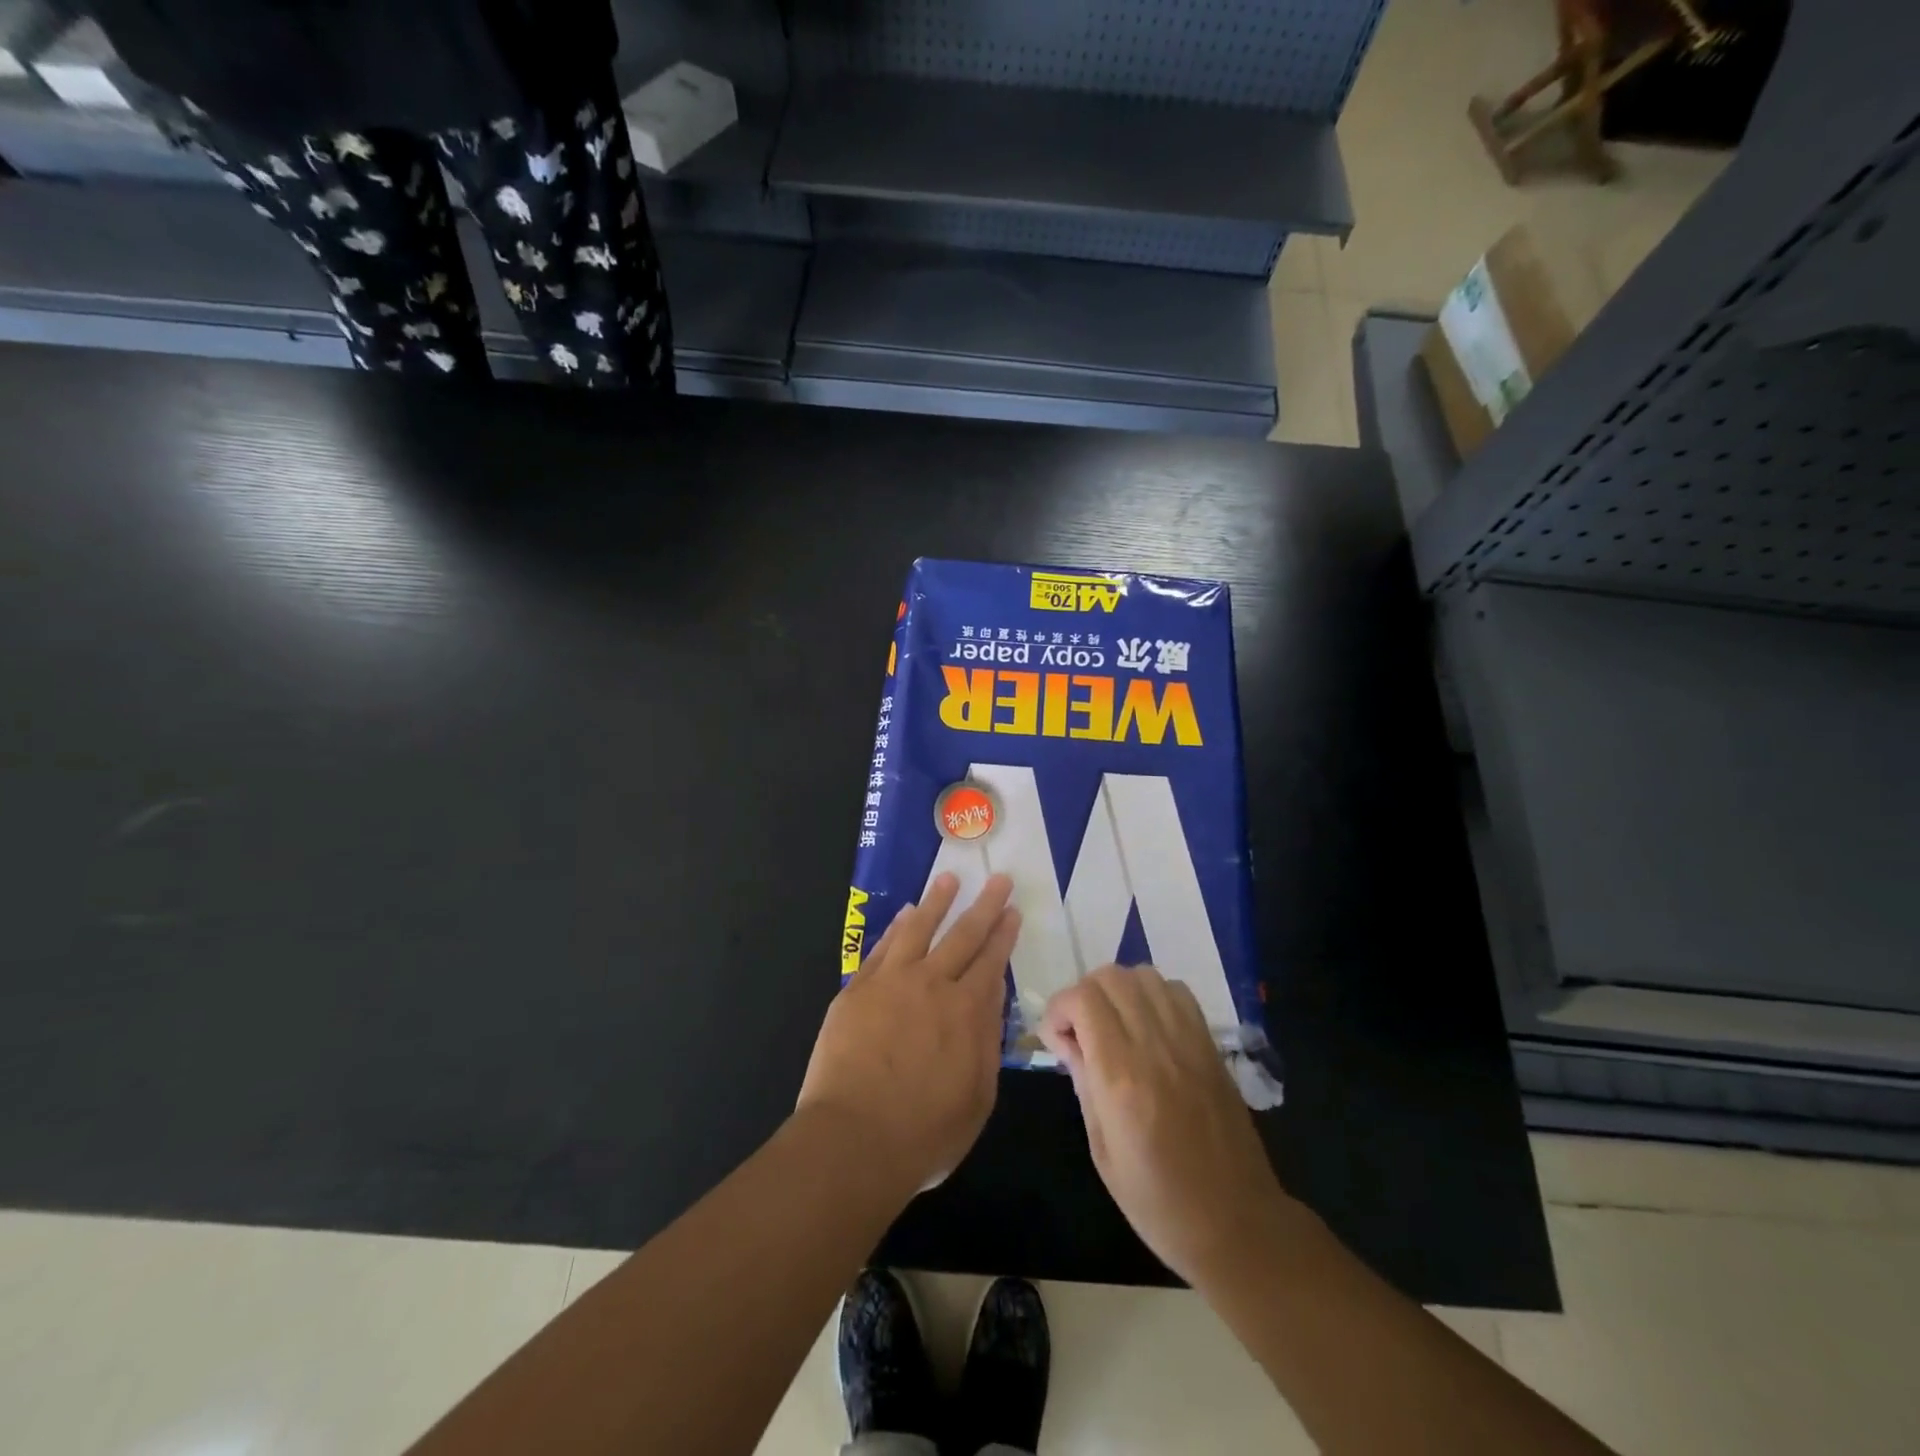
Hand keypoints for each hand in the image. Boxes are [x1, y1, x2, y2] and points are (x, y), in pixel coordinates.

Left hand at [798, 873, 1020, 1196]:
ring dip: (936, 902)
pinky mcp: (857, 990)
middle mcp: (932, 985)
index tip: (1012, 910)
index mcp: (966, 1011)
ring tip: (949, 878)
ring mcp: (890, 982)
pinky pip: (882, 948)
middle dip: (984, 905)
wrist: (853, 1140)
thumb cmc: (925, 1132)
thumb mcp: (978, 1097)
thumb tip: (992, 996)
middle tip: (998, 879)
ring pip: (918, 928)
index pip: (991, 961)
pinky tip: (904, 914)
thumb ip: (987, 1042)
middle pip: (962, 935)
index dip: (1004, 934)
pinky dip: (896, 927)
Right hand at [1040, 964, 1295, 1285]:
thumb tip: (1065, 1040)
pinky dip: (1152, 995)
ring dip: (1118, 990)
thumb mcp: (1102, 1151)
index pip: (1083, 1000)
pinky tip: (1146, 1027)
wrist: (1237, 1224)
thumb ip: (1082, 1083)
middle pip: (1111, 977)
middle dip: (1083, 994)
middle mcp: (1155, 1046)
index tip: (1055, 1038)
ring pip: (1144, 975)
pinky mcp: (1210, 1044)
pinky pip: (1176, 991)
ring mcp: (1188, 1040)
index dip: (1059, 1008)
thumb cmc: (1158, 1202)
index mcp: (1122, 1077)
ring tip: (1112, 1025)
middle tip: (1079, 1031)